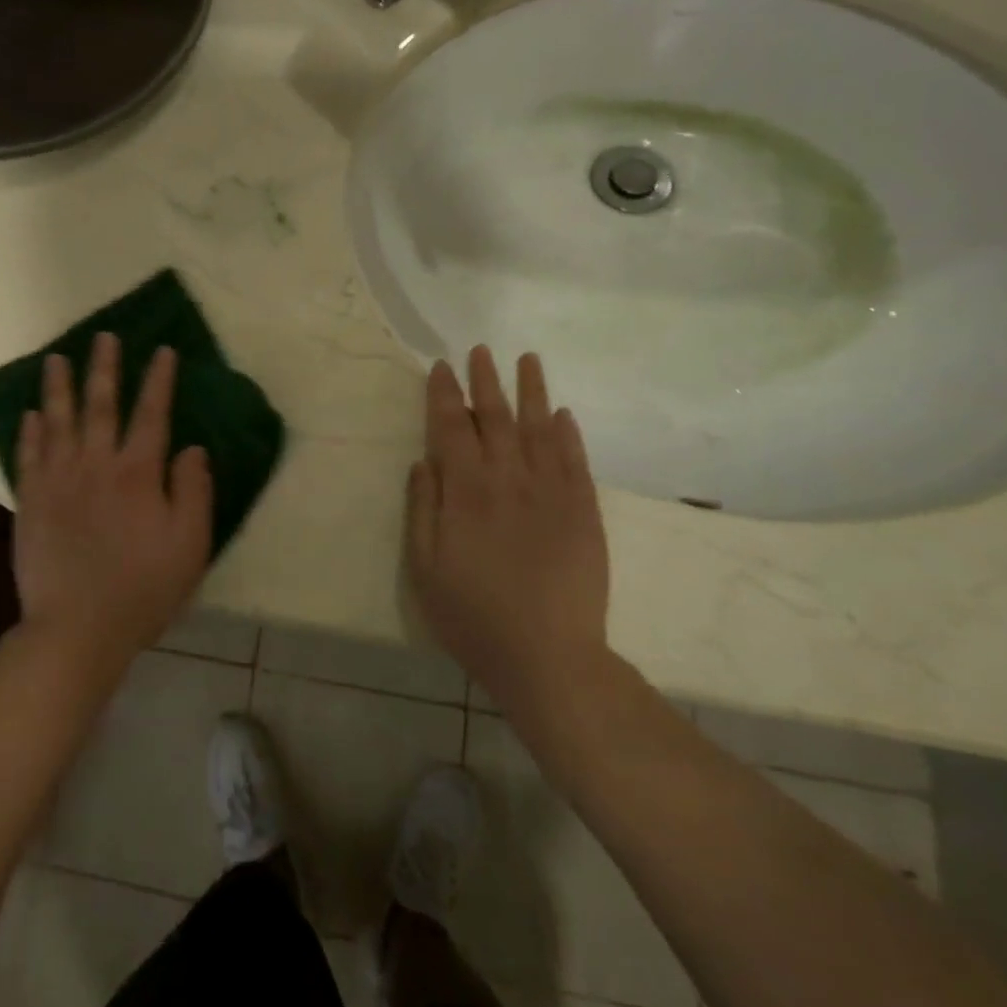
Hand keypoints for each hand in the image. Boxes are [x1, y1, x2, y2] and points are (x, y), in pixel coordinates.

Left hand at [11, 332, 213, 666]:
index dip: (159, 380)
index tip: (163, 351)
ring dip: (59, 387)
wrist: (77, 628)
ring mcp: (58, 481)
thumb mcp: (190, 544)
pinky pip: (28, 456)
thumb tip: (191, 448)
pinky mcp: (30, 502)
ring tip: (56, 359)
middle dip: (105, 368)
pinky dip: (30, 431)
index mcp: (138, 473)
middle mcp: (96, 465)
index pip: (152, 414)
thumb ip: (193, 491)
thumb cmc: (143, 588)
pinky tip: (30, 413)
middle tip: (104, 336)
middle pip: (101, 405)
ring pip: (58, 421)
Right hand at [405, 346, 612, 711]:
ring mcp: (552, 493)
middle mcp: (509, 480)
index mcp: (466, 492)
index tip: (441, 367)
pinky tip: (563, 413)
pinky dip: (568, 434)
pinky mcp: (584, 512)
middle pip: (497, 417)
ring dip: (532, 391)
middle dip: (486, 381)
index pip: (452, 427)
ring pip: (541, 428)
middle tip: (481, 350)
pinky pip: (576, 461)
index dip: (444, 394)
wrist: (548, 657)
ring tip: (528, 360)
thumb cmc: (473, 616)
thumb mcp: (424, 568)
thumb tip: (424, 461)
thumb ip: (422, 509)